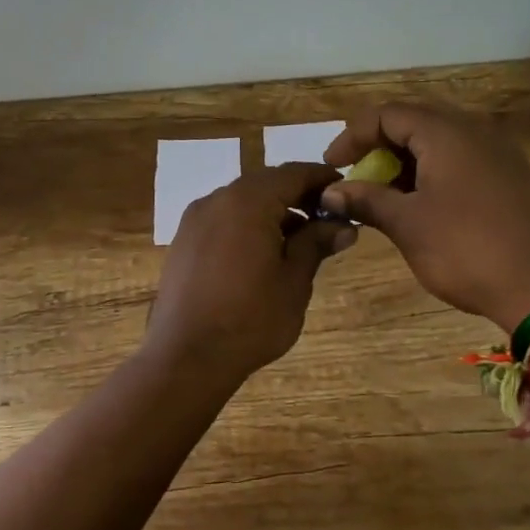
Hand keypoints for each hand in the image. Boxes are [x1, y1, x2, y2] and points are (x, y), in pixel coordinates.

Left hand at [141, 162, 357, 384]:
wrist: (186, 357)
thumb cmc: (250, 319)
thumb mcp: (294, 281)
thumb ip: (316, 244)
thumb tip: (343, 225)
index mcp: (247, 201)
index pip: (292, 173)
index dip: (322, 179)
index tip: (346, 192)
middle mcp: (217, 199)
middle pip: (265, 184)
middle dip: (298, 196)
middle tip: (327, 220)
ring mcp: (195, 220)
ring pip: (242, 201)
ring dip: (272, 211)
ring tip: (300, 242)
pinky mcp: (184, 241)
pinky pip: (223, 219)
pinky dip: (247, 225)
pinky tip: (263, 255)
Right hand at [320, 104, 529, 335]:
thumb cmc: (466, 250)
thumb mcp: (407, 225)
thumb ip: (366, 200)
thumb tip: (330, 192)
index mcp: (447, 133)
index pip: (387, 114)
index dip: (352, 136)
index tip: (332, 166)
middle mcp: (476, 131)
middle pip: (415, 121)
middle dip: (378, 146)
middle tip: (357, 176)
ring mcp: (500, 154)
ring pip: (440, 141)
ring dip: (405, 161)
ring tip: (384, 194)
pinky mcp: (513, 178)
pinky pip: (462, 159)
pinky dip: (433, 172)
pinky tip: (422, 204)